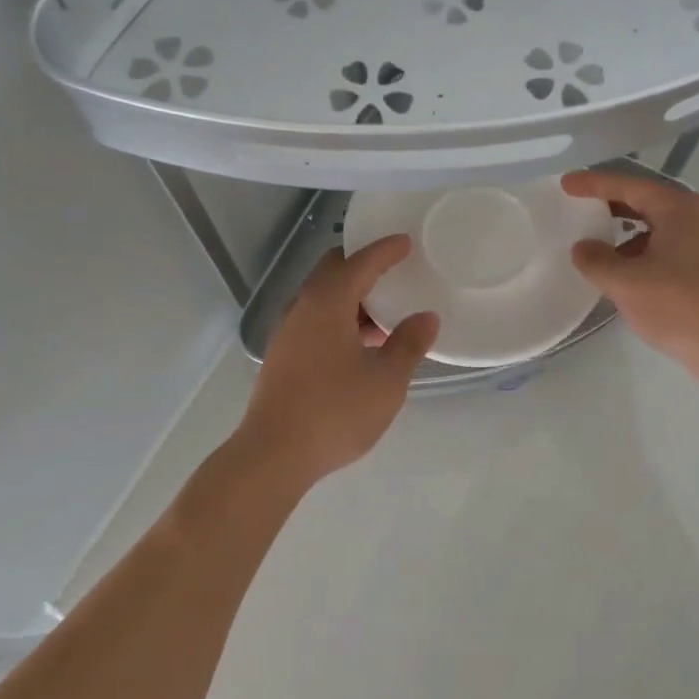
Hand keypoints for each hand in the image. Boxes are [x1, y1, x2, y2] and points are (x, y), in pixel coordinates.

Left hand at [237, 237, 438, 485]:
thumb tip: (426, 318)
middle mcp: (302, 309)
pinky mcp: (283, 357)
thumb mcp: (385, 381)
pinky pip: (315, 320)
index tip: (406, 242)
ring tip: (383, 313)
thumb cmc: (334, 412)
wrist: (273, 456)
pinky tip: (360, 345)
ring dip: (351, 296)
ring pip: (322, 298)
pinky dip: (339, 318)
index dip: (385, 251)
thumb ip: (408, 345)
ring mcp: (288, 333)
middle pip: (332, 271)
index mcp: (327, 304)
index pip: (359, 263)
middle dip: (362, 265)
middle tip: (393, 269)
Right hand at [562, 170, 698, 390]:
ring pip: (651, 225)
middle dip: (608, 203)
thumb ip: (596, 260)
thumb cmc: (679, 306)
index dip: (593, 183)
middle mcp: (692, 216)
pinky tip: (619, 271)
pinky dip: (636, 251)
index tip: (566, 184)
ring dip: (621, 230)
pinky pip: (660, 246)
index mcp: (676, 208)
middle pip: (641, 200)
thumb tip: (582, 248)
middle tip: (576, 206)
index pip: (627, 185)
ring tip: (592, 242)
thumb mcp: (626, 283)